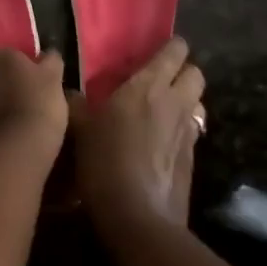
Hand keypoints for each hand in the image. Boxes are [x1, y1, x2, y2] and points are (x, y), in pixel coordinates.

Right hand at [70, 37, 206, 232]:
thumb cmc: (105, 162)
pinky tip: (161, 143)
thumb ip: (76, 105)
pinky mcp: (193, 160)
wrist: (138, 218)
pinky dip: (181, 130)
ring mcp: (188, 132)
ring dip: (186, 101)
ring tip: (163, 109)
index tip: (157, 50)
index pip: (175, 51)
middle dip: (183, 72)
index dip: (171, 47)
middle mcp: (175, 102)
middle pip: (196, 74)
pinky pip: (192, 132)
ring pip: (198, 103)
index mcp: (149, 85)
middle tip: (160, 79)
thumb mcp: (79, 128)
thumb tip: (68, 93)